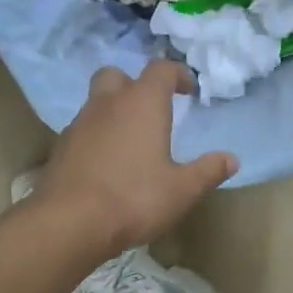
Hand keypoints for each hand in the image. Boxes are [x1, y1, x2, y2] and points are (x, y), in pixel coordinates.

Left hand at [36, 62, 237, 249]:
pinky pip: (84, 130)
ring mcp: (80, 124)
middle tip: (152, 109)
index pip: (160, 70)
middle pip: (118, 76)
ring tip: (132, 141)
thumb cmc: (135, 198)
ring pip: (97, 102)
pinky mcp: (62, 147)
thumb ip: (208, 171)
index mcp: (142, 104)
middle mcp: (108, 104)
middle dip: (135, 85)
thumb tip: (231, 159)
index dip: (177, 74)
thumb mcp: (182, 190)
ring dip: (115, 112)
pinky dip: (99, 136)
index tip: (189, 90)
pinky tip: (109, 164)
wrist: (70, 222)